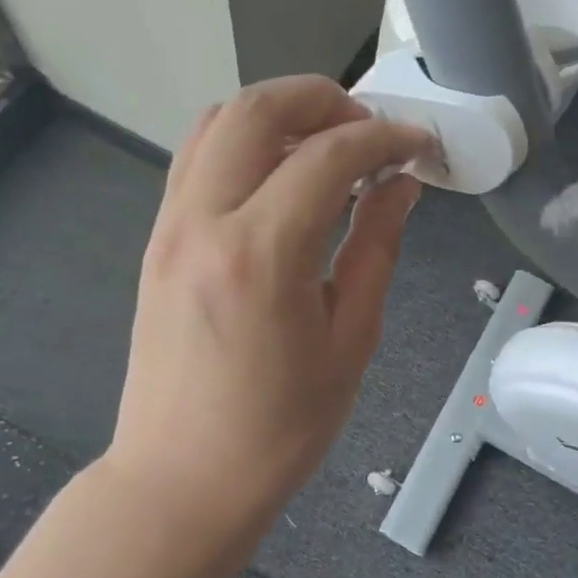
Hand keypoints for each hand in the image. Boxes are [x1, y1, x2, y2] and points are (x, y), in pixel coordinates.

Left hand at [107, 77, 433, 509]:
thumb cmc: (278, 428)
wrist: (180, 479)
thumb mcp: (349, 339)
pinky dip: (244, 140)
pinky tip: (281, 172)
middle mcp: (204, 222)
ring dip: (279, 112)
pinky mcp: (157, 239)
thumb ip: (374, 246)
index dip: (385, 137)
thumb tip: (399, 185)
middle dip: (324, 98)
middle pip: (257, 108)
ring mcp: (170, 226)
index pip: (328, 155)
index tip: (420, 144)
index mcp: (261, 255)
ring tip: (328, 144)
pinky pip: (197, 157)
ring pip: (217, 121)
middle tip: (369, 131)